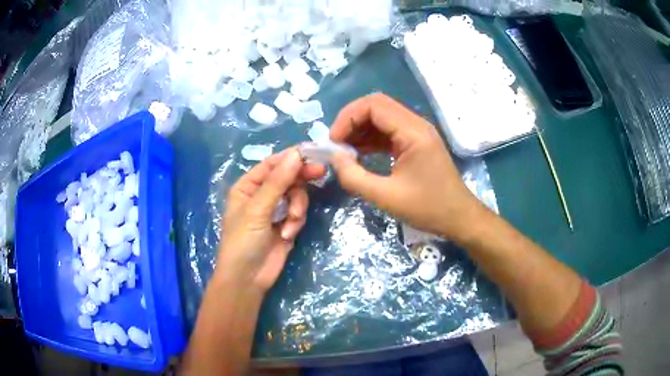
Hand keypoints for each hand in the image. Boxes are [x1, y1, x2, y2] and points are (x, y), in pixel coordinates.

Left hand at [216, 149, 324, 292]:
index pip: (272, 164)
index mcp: (248, 186)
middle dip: (300, 180)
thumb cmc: (243, 240)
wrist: (248, 278)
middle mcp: (261, 195)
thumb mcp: (258, 209)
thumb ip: (278, 181)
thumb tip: (296, 153)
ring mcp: (275, 210)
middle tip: (320, 173)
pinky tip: (288, 234)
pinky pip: (298, 213)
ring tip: (292, 222)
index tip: (313, 153)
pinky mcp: (286, 224)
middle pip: (287, 177)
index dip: (292, 157)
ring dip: (297, 207)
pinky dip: (296, 222)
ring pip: (296, 195)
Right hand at [329, 93, 484, 240]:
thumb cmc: (428, 209)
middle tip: (336, 144)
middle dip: (351, 121)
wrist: (458, 217)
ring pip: (381, 117)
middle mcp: (416, 125)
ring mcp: (417, 132)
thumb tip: (334, 158)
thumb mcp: (386, 197)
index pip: (374, 105)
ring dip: (360, 129)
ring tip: (343, 151)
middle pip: (377, 106)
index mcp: (413, 132)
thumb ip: (354, 177)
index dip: (348, 118)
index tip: (333, 142)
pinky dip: (371, 139)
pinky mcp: (416, 143)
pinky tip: (358, 154)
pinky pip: (389, 131)